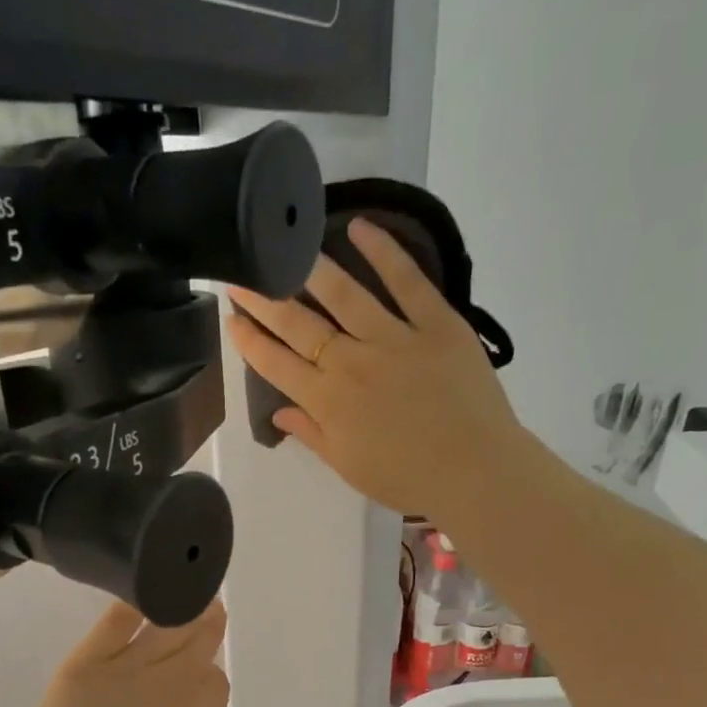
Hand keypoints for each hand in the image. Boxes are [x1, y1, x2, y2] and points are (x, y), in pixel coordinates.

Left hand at [4, 598, 228, 706]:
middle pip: (199, 645)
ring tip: (188, 596)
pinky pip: (116, 621)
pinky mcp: (88, 661)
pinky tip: (141, 598)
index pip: (215, 684)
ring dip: (182, 611)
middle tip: (211, 610)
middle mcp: (174, 686)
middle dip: (208, 627)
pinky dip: (132, 606)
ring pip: (166, 627)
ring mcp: (130, 668)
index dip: (209, 679)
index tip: (203, 676)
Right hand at [226, 217, 524, 522]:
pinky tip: (359, 228)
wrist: (475, 471)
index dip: (251, 342)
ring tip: (289, 247)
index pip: (277, 365)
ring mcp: (395, 338)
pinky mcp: (436, 322)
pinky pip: (406, 280)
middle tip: (242, 273)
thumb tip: (279, 414)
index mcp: (328, 402)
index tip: (231, 319)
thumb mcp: (349, 466)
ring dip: (311, 269)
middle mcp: (352, 362)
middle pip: (300, 325)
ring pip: (345, 294)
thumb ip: (312, 435)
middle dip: (265, 299)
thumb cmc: (407, 478)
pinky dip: (383, 251)